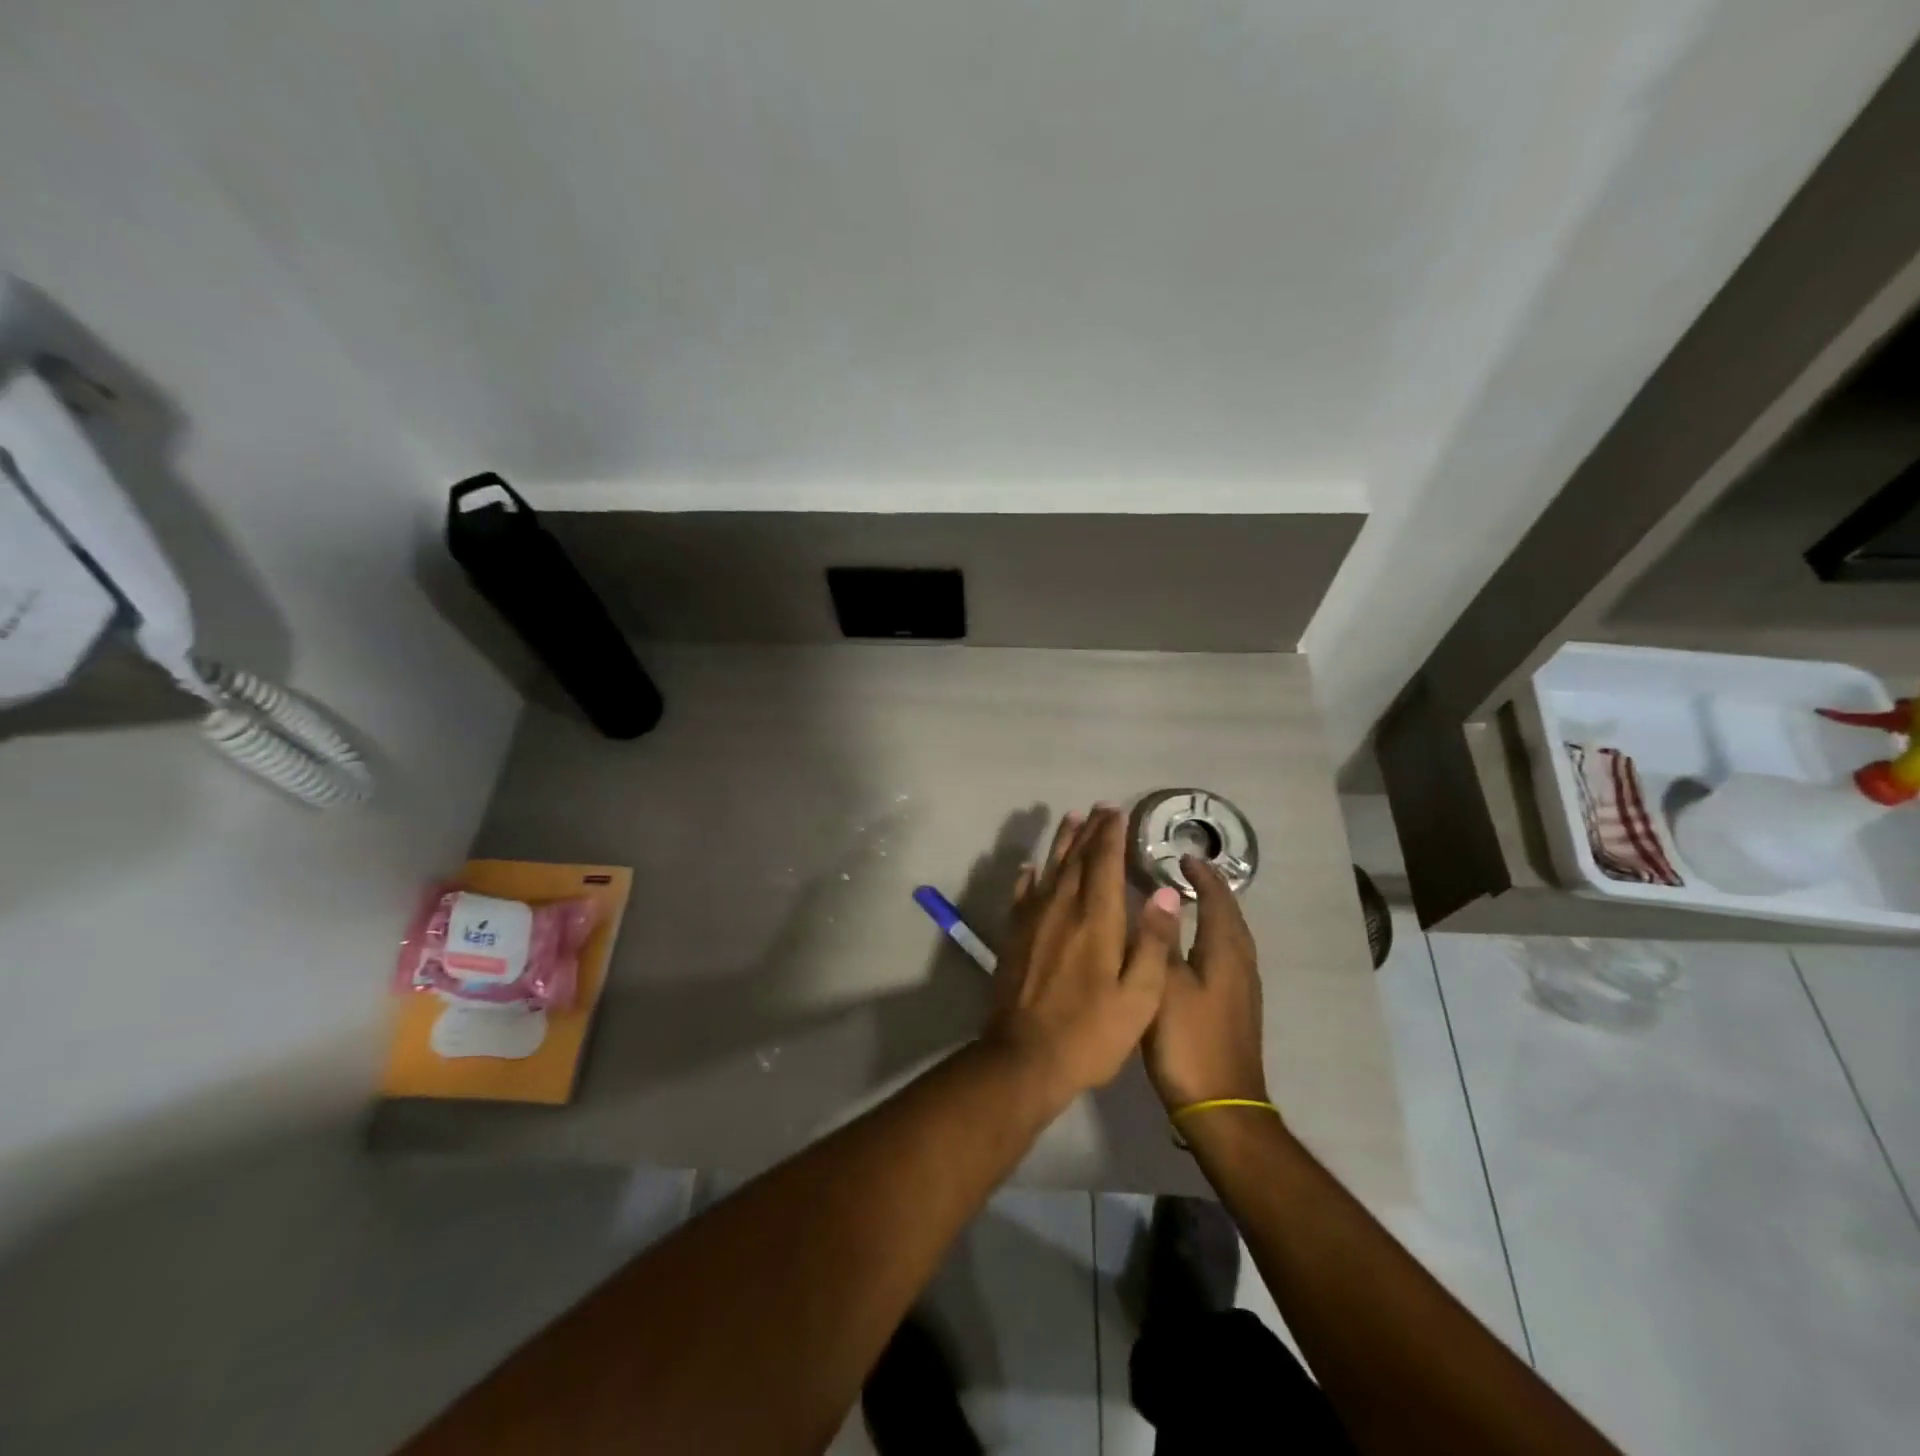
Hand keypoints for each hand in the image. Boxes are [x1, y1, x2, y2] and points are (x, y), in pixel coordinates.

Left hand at [983, 806, 1183, 1104]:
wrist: (1025, 1058)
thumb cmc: (1091, 1033)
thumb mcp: (1139, 997)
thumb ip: (1152, 942)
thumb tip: (1165, 891)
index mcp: (1095, 920)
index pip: (1104, 863)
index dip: (1111, 835)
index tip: (1117, 811)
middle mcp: (1061, 909)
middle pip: (1076, 859)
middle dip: (1090, 831)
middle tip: (1099, 808)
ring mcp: (1033, 921)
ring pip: (1049, 870)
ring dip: (1061, 843)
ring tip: (1070, 819)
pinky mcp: (1014, 937)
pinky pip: (1022, 895)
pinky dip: (1028, 877)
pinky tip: (1030, 868)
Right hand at [1144, 855, 1269, 1109]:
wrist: (1221, 1106)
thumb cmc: (1189, 1042)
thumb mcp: (1164, 988)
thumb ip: (1160, 942)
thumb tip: (1161, 898)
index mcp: (1225, 953)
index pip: (1218, 900)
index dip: (1202, 877)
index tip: (1183, 856)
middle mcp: (1240, 964)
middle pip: (1230, 915)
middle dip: (1212, 890)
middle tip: (1186, 872)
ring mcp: (1242, 988)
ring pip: (1230, 936)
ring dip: (1213, 913)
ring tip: (1188, 900)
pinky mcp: (1236, 1007)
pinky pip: (1226, 955)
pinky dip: (1211, 937)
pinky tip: (1192, 946)